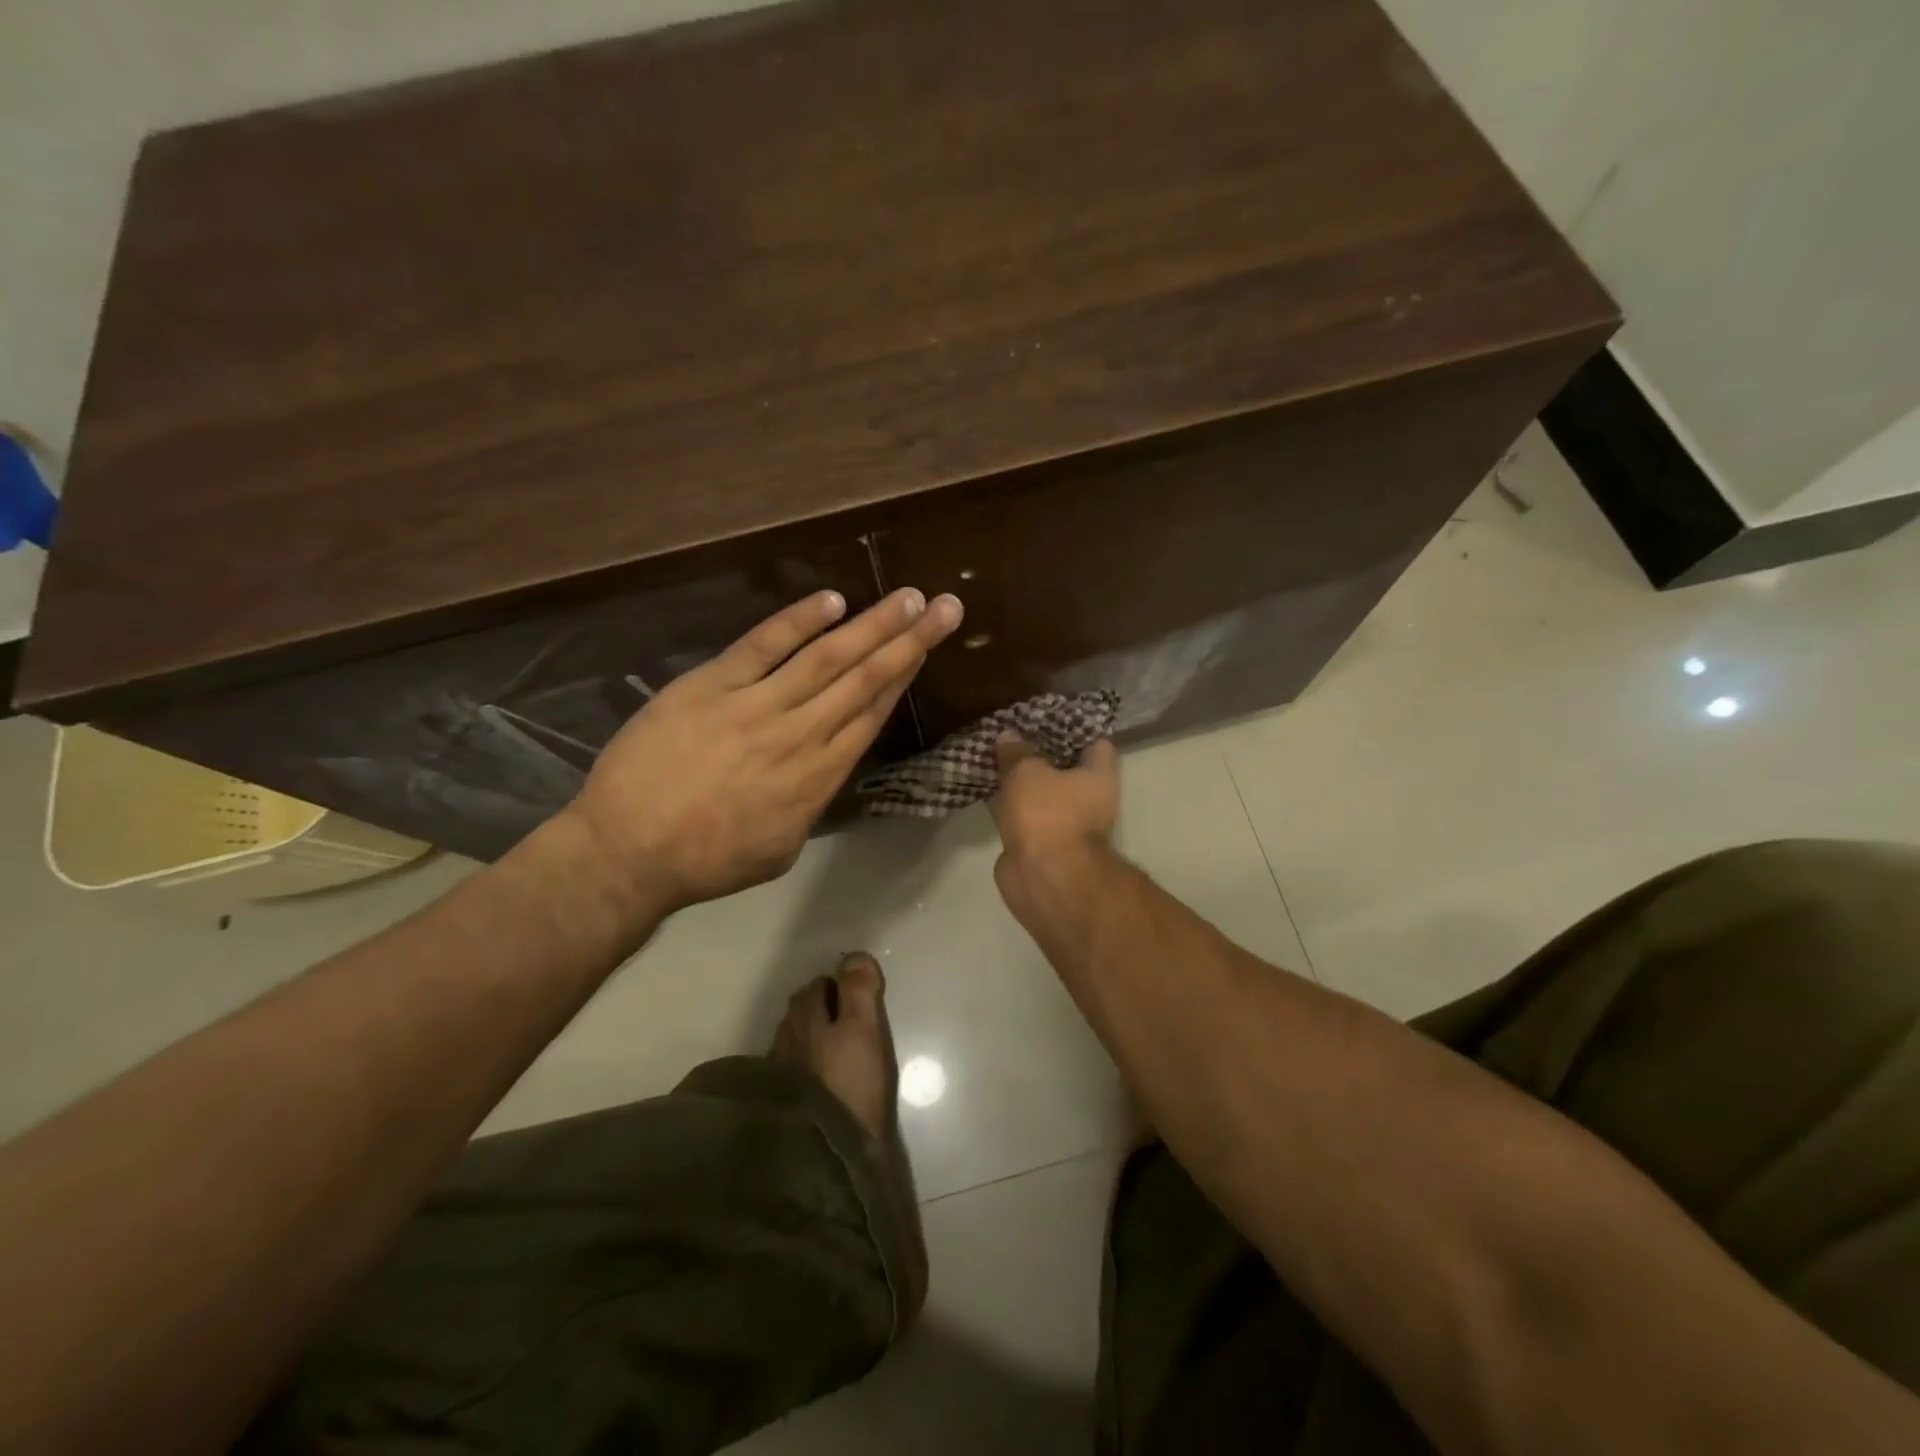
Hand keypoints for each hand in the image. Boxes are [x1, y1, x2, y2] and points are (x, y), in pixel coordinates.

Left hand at [567, 587, 963, 911]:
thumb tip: (823, 768)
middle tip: (946, 606)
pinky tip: (831, 600)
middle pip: (865, 679)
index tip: (928, 645)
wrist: (628, 851)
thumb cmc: (707, 860)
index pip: (872, 714)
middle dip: (909, 640)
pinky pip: (762, 645)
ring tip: (906, 597)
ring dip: (871, 624)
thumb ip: (810, 801)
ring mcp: (756, 706)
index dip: (905, 675)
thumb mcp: (781, 846)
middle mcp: (801, 735)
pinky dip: (797, 621)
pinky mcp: (711, 685)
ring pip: (827, 658)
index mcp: (819, 777)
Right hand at [989, 734, 1120, 910]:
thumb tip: (1009, 735)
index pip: (1094, 741)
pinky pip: (1021, 812)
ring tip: (993, 752)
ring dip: (1019, 778)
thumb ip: (1017, 752)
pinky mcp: (1038, 842)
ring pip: (1039, 791)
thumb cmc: (1048, 814)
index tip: (1047, 714)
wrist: (1043, 877)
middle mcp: (1088, 799)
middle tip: (1012, 730)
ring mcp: (1063, 822)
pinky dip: (1006, 802)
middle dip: (1039, 751)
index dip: (1073, 725)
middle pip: (1064, 767)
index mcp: (1098, 775)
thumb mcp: (1027, 771)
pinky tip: (984, 784)